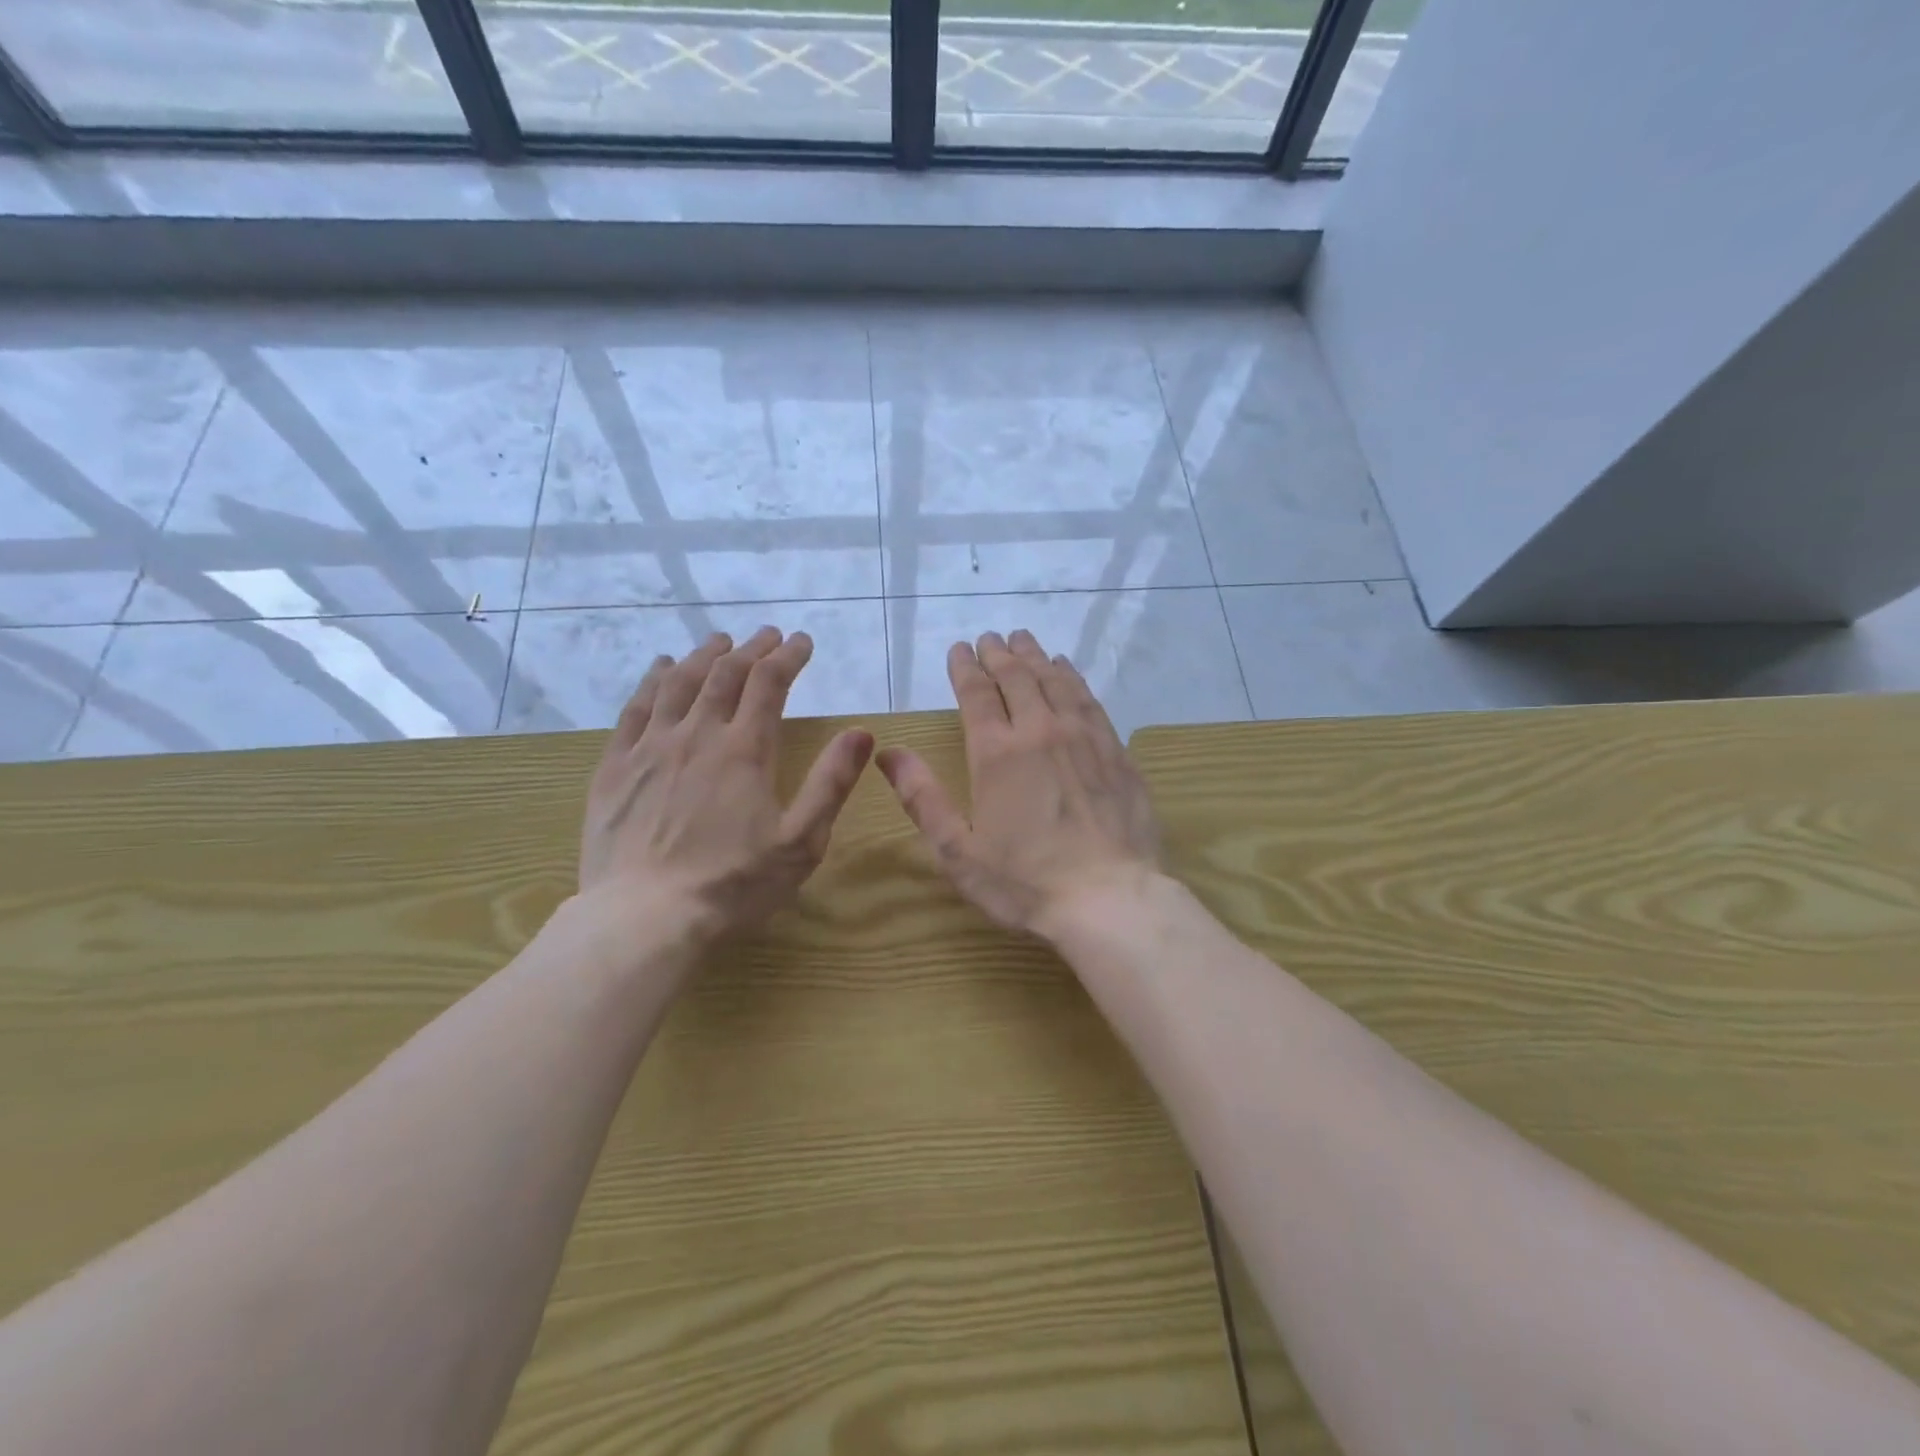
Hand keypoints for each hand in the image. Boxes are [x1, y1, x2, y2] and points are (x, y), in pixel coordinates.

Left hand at [578, 627, 874, 942]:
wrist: (645, 918)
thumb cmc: (733, 883)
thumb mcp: (801, 841)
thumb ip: (831, 783)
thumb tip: (862, 732)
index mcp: (744, 750)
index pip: (769, 683)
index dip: (788, 656)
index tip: (802, 641)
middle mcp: (697, 735)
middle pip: (725, 674)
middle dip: (751, 648)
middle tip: (767, 635)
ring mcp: (650, 747)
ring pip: (678, 682)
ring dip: (704, 655)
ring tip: (720, 641)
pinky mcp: (615, 766)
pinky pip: (634, 709)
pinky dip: (653, 681)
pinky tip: (661, 669)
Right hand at [876, 629, 1161, 939]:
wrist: (1110, 898)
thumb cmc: (1026, 881)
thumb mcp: (958, 850)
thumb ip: (923, 798)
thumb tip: (888, 754)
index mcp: (997, 753)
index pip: (977, 694)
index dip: (965, 668)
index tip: (959, 649)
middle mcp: (1040, 731)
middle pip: (1017, 678)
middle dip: (999, 654)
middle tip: (990, 638)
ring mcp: (1083, 737)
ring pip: (1055, 681)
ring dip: (1035, 657)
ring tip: (1024, 640)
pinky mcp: (1115, 751)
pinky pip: (1089, 700)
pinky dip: (1073, 678)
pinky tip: (1068, 671)